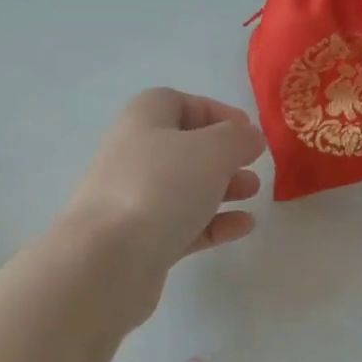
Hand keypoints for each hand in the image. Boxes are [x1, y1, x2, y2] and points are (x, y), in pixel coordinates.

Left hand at [55, 90, 266, 318]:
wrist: (107, 259)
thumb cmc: (160, 187)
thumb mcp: (211, 150)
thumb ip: (237, 139)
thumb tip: (249, 137)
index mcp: (143, 121)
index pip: (176, 103)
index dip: (214, 112)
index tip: (247, 130)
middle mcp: (134, 156)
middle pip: (183, 147)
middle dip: (222, 155)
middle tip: (253, 165)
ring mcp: (134, 201)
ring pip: (184, 188)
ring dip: (222, 188)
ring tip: (253, 193)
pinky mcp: (141, 242)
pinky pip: (183, 225)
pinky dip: (213, 223)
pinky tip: (243, 227)